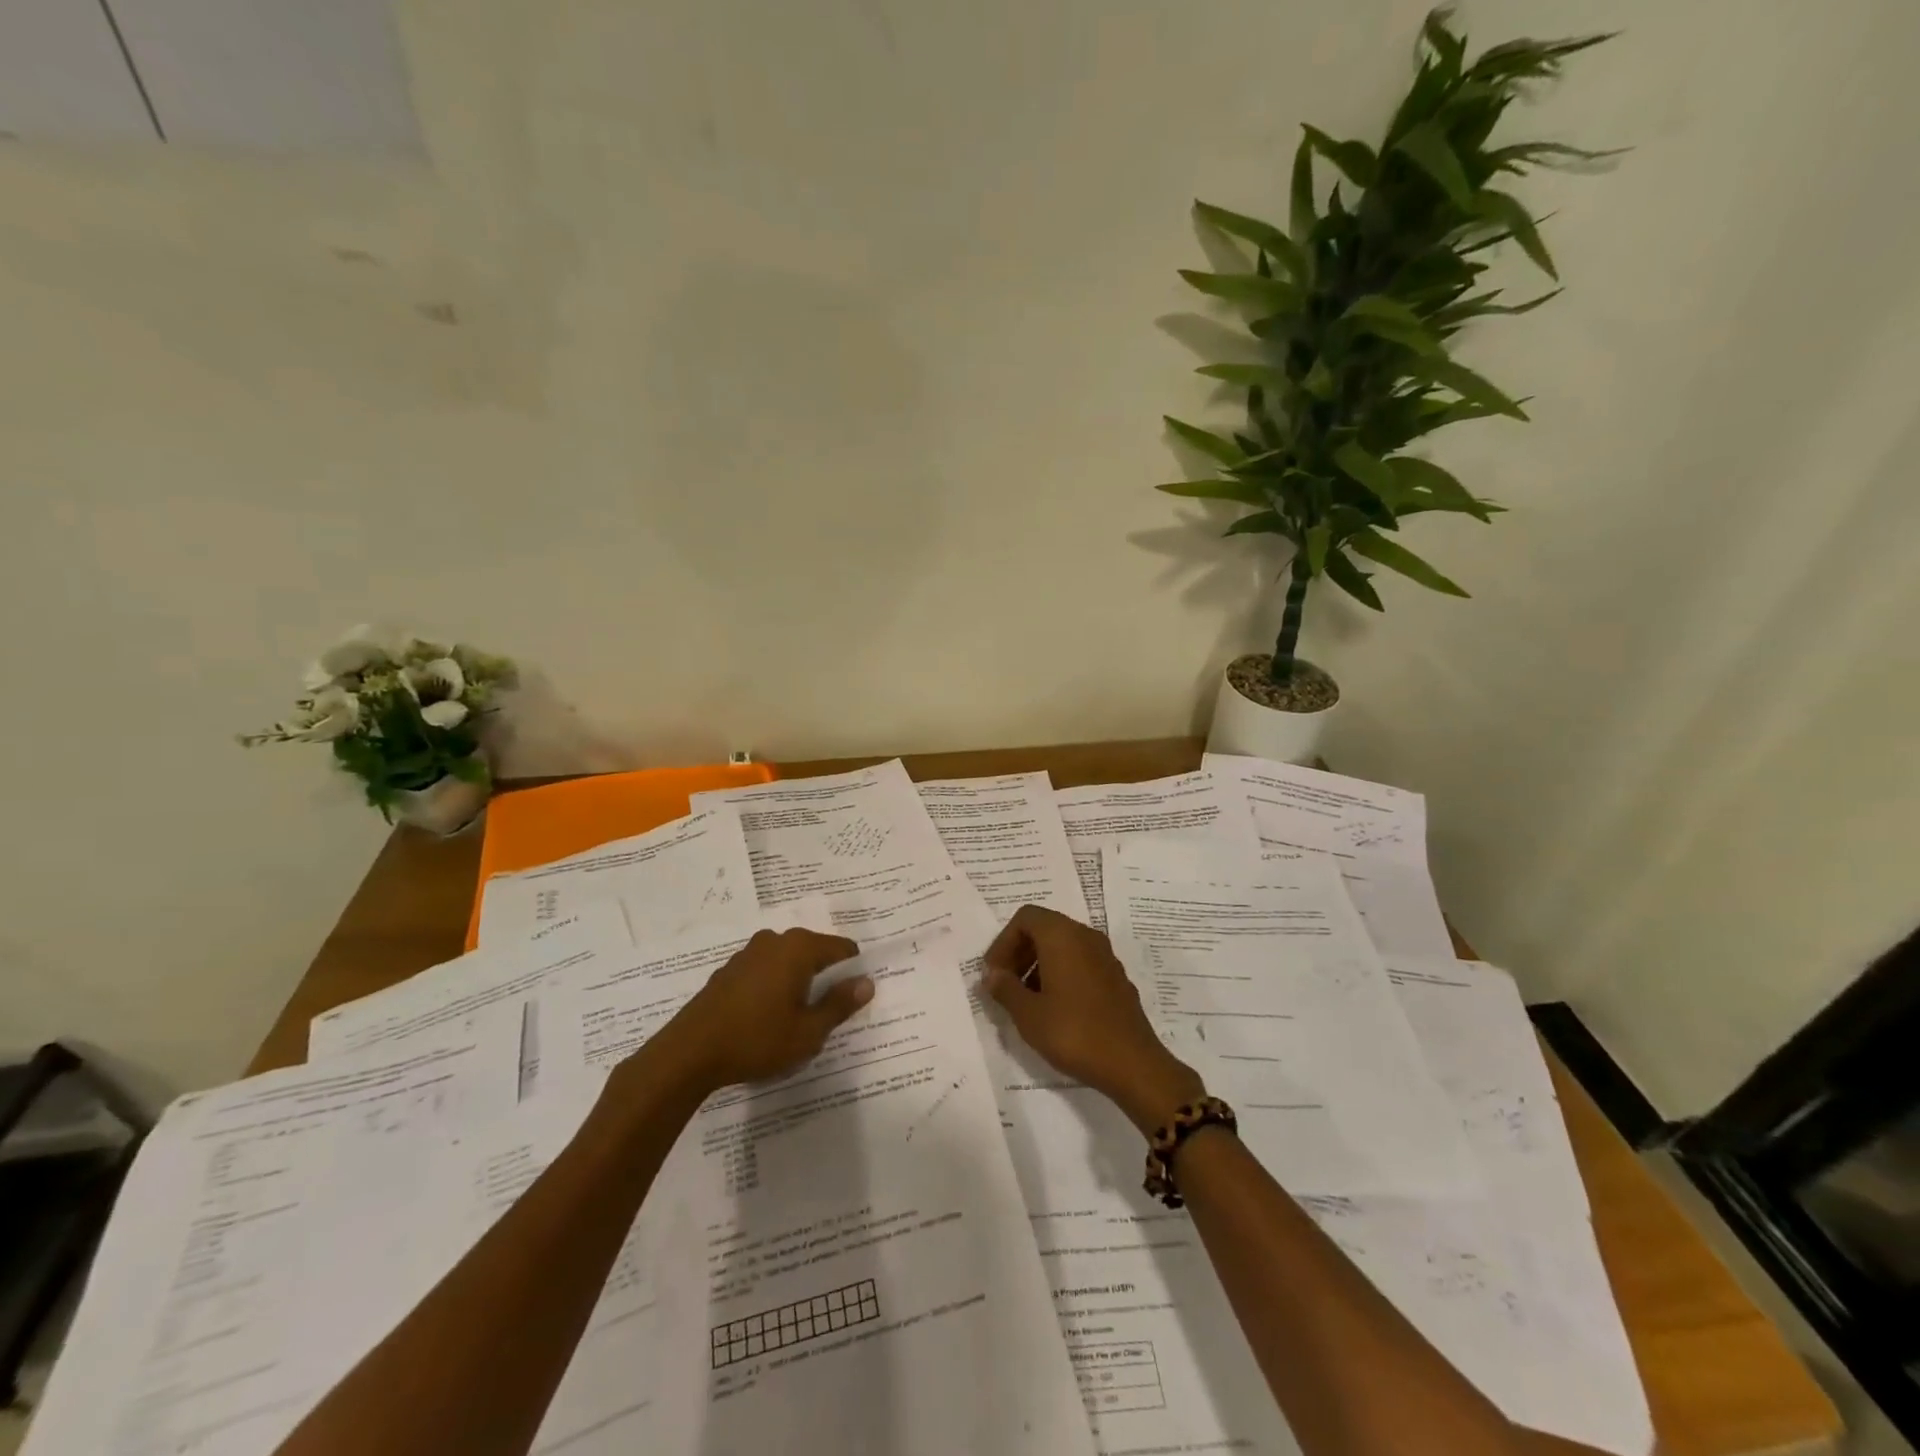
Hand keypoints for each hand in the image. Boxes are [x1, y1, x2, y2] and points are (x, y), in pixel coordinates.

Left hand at [650, 928, 870, 1094]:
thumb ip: (840, 1004)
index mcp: (799, 948)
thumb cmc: (757, 1039)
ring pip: (788, 963)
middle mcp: (775, 941)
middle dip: (825, 978)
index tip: (853, 999)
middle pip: (815, 952)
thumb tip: (866, 983)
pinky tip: (767, 1019)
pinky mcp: (729, 971)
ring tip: (797, 1020)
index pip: (842, 949)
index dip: (853, 972)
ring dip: (798, 984)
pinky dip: (774, 988)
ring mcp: (748, 954)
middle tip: (828, 1014)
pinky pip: (765, 972)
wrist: (688, 1053)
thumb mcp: (808, 1031)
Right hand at [982, 905, 1204, 1133]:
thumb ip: (1005, 988)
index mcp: (1063, 936)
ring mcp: (1105, 956)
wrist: (1132, 1064)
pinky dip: (1061, 974)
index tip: (994, 974)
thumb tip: (992, 975)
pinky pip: (1081, 962)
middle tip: (1006, 985)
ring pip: (1063, 946)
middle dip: (1020, 952)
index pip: (1025, 917)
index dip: (1003, 942)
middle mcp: (1086, 936)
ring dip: (1039, 964)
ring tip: (1027, 1000)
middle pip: (1044, 928)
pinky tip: (1055, 1009)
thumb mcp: (1028, 1014)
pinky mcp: (1116, 977)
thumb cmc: (1074, 1033)